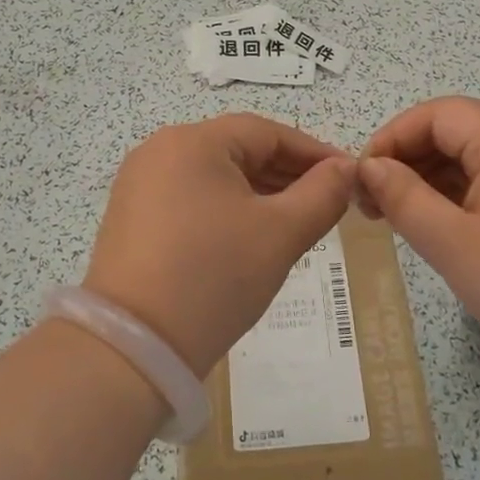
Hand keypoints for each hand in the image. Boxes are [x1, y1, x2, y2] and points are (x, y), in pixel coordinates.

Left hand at [83, 115, 356, 373]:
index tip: (348, 176)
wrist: (135, 347)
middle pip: (237, 150)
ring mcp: (139, 185)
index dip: (313, 152)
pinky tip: (249, 238)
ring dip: (258, 194)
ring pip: (215, 177)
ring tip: (296, 222)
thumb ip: (322, 194)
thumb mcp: (281, 233)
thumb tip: (346, 168)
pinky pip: (190, 199)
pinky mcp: (131, 218)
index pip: (266, 132)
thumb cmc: (215, 275)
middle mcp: (160, 151)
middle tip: (327, 203)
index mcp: (192, 141)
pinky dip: (226, 210)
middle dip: (287, 174)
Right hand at [358, 97, 479, 388]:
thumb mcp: (454, 246)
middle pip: (455, 130)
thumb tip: (369, 167)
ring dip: (430, 177)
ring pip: (473, 154)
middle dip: (408, 158)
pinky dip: (459, 193)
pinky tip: (436, 223)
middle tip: (373, 204)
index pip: (438, 114)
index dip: (393, 138)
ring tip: (396, 217)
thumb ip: (404, 199)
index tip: (363, 180)